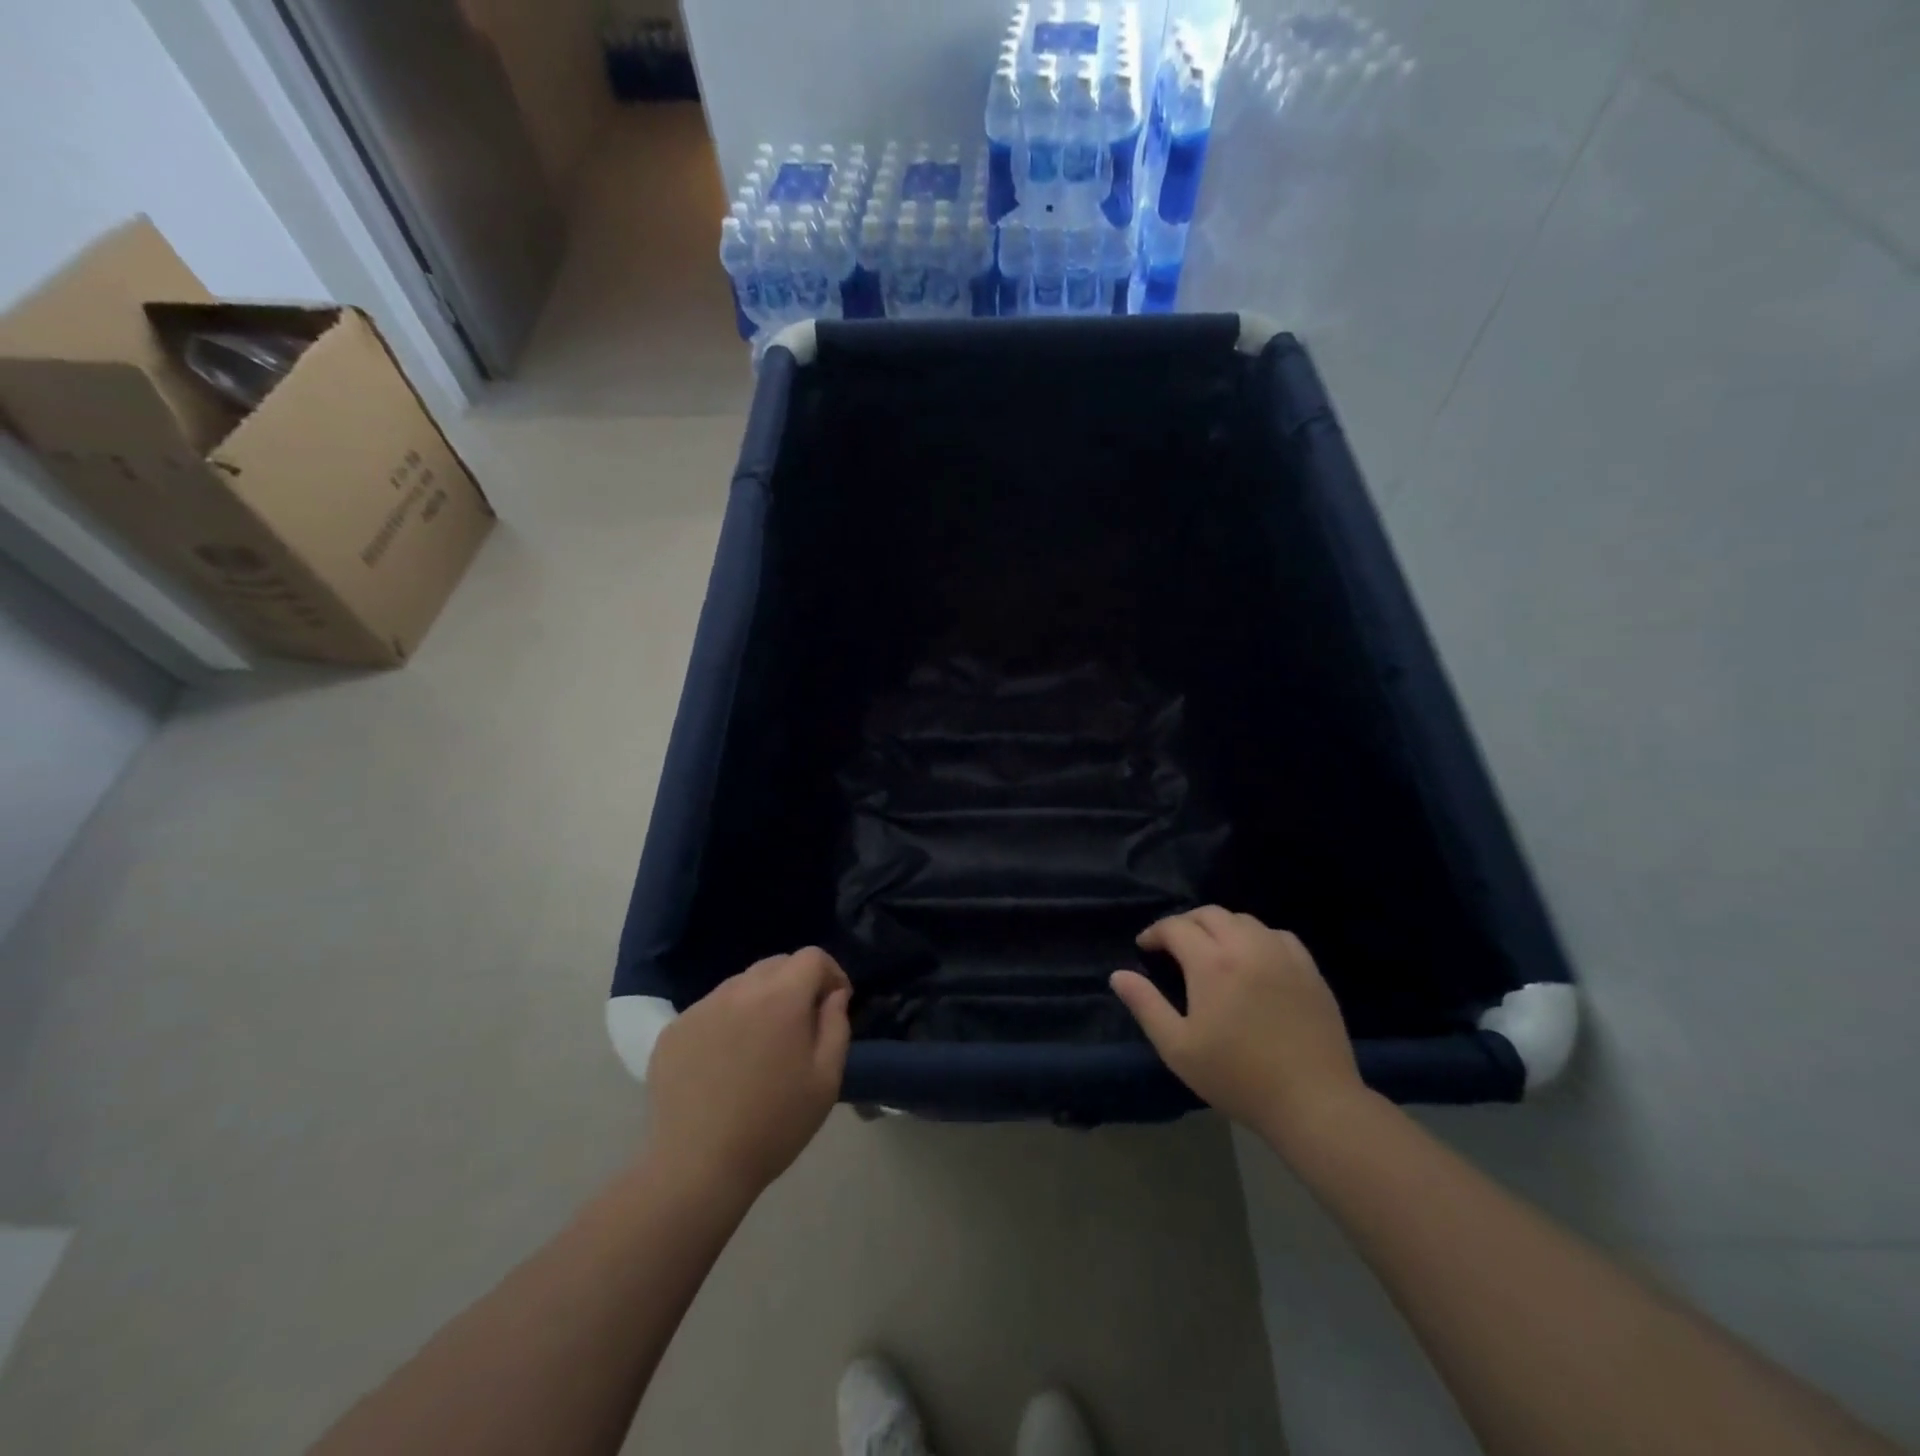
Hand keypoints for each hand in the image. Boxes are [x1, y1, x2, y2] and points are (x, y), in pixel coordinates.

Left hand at [645, 947, 851, 1205]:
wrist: (697, 1168)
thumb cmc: (774, 1125)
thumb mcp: (826, 1079)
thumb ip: (837, 1026)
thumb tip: (833, 996)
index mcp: (780, 997)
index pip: (812, 957)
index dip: (831, 973)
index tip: (834, 1004)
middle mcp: (738, 990)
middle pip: (776, 965)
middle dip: (797, 984)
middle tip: (801, 1025)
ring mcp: (701, 1008)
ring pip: (741, 984)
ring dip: (760, 1000)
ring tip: (761, 1044)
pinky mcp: (673, 1029)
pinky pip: (711, 1009)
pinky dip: (727, 1020)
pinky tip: (726, 1062)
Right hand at [1111, 907, 1366, 1144]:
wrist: (1313, 1102)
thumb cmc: (1238, 1077)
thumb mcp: (1178, 1048)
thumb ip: (1146, 1005)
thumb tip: (1118, 975)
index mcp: (1212, 962)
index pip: (1176, 927)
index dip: (1155, 932)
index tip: (1145, 948)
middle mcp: (1247, 946)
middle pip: (1210, 914)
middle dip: (1185, 923)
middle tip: (1173, 946)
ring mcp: (1282, 954)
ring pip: (1244, 920)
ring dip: (1220, 927)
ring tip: (1211, 950)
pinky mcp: (1309, 969)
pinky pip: (1276, 935)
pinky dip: (1256, 937)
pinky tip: (1253, 959)